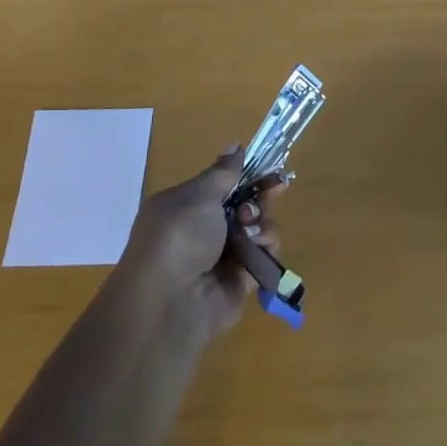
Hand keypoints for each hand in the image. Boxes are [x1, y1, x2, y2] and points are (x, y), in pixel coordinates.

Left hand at [115, 146, 283, 340]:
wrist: (171, 301)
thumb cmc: (179, 236)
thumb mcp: (199, 196)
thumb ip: (223, 173)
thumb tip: (234, 144)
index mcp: (185, 206)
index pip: (221, 185)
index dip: (245, 175)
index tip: (267, 167)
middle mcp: (202, 231)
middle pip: (243, 205)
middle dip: (259, 197)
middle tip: (275, 190)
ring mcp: (221, 257)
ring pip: (257, 229)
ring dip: (262, 222)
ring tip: (252, 228)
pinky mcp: (239, 280)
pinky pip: (262, 256)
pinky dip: (265, 248)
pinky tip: (259, 247)